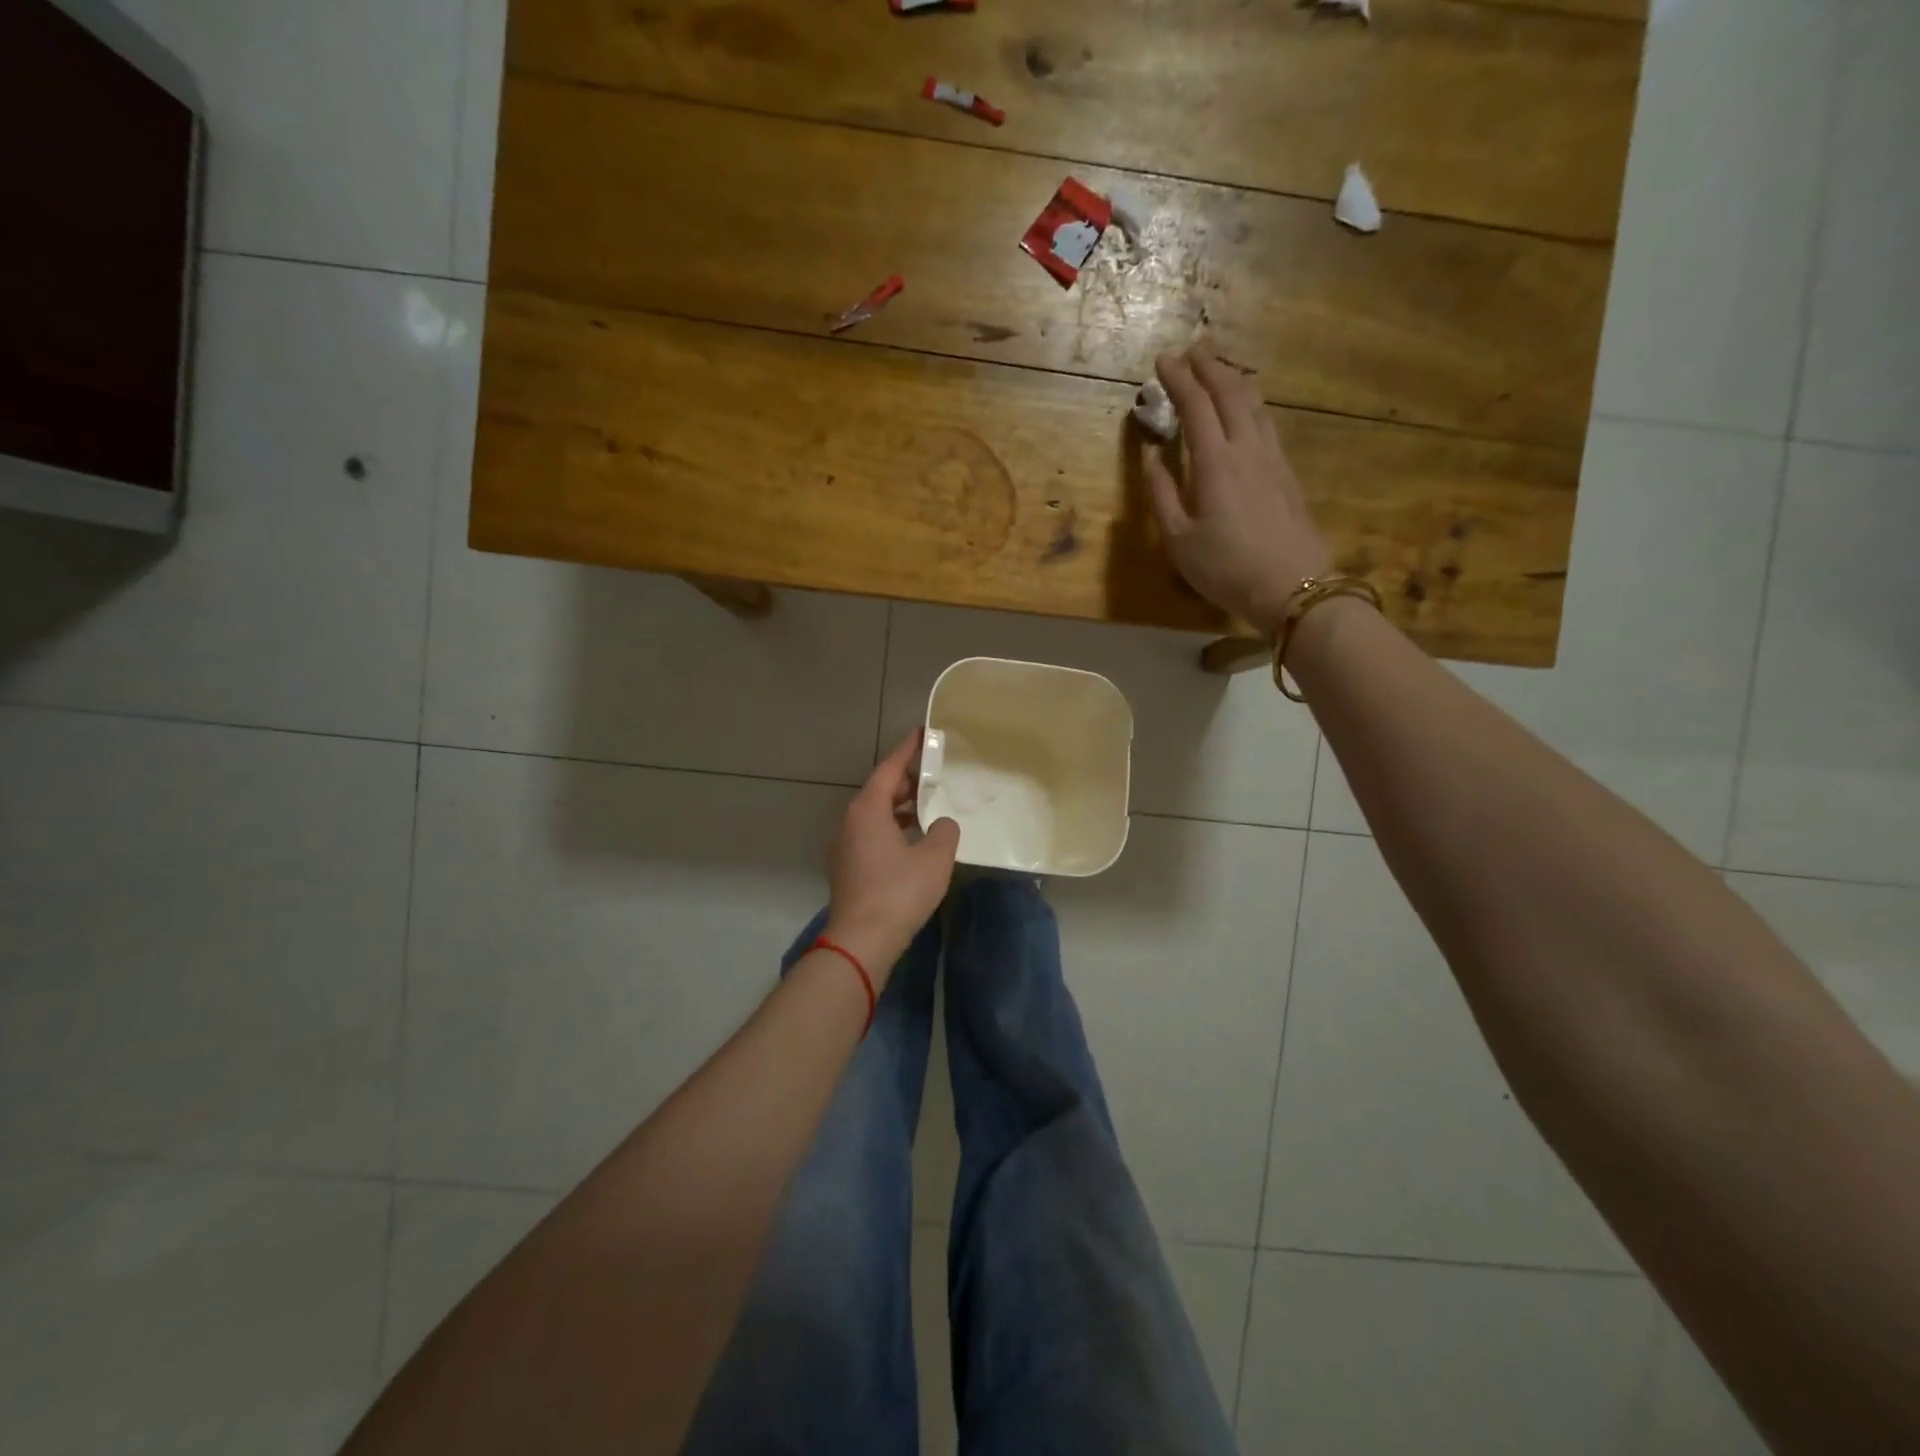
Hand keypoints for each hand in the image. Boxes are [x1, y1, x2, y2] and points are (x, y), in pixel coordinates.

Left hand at [824, 729, 960, 983]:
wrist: (861, 941)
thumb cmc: (899, 892)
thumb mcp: (935, 858)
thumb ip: (945, 832)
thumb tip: (942, 824)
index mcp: (868, 809)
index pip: (890, 769)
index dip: (908, 750)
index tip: (923, 734)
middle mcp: (850, 821)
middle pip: (880, 790)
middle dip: (907, 780)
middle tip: (934, 772)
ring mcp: (845, 845)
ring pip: (875, 814)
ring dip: (900, 806)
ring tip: (929, 804)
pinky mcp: (847, 867)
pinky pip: (871, 833)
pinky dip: (892, 827)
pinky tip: (914, 839)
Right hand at [1146, 340, 1331, 635]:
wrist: (1293, 586)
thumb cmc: (1226, 568)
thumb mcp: (1179, 540)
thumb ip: (1162, 496)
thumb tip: (1153, 460)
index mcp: (1215, 463)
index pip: (1196, 406)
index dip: (1179, 379)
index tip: (1163, 360)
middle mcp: (1247, 449)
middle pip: (1231, 394)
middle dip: (1210, 367)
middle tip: (1193, 349)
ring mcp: (1272, 459)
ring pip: (1255, 404)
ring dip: (1234, 380)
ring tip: (1219, 368)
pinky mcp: (1287, 473)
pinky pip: (1267, 423)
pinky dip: (1251, 403)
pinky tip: (1248, 408)